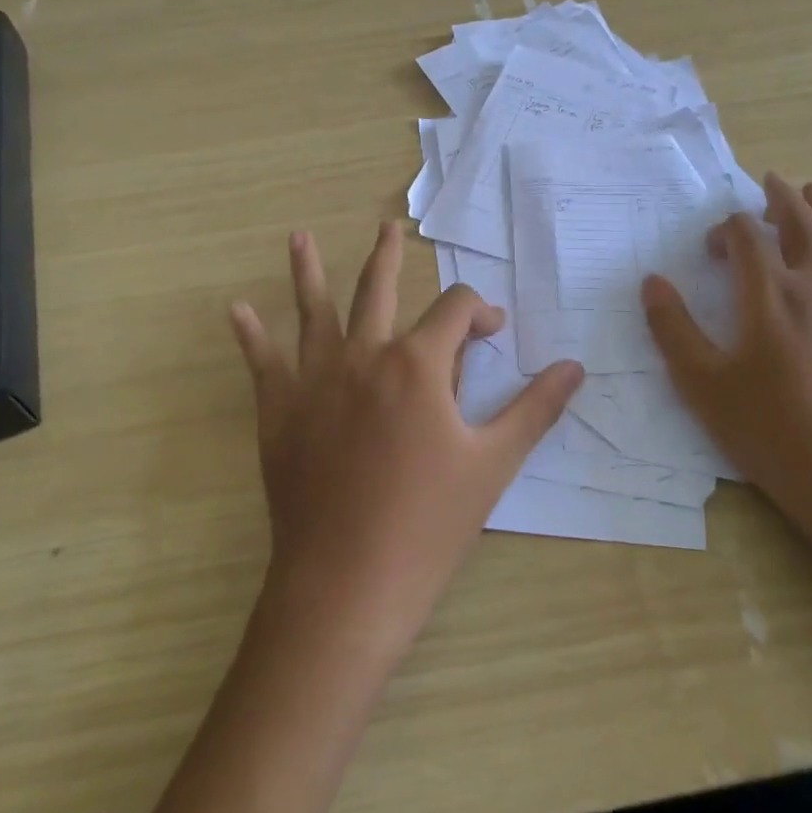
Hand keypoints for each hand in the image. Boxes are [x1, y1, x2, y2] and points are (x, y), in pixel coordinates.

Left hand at [229, 222, 584, 653]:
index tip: (492, 331)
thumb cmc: (429, 523)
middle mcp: (365, 355)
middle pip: (379, 289)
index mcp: (418, 363)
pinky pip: (262, 363)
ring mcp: (316, 380)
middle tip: (389, 227)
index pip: (457, 310)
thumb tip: (575, 366)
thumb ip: (536, 408)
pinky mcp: (281, 412)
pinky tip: (236, 310)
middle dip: (389, 256)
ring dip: (309, 271)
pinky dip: (250, 335)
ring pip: (314, 311)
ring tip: (298, 236)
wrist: (347, 585)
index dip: (481, 312)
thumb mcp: (494, 463)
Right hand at [641, 175, 811, 563]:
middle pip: (800, 226)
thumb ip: (674, 329)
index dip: (727, 230)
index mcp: (769, 295)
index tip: (711, 250)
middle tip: (771, 179)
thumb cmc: (773, 433)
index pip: (747, 237)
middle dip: (781, 199)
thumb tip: (652, 282)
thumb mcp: (704, 386)